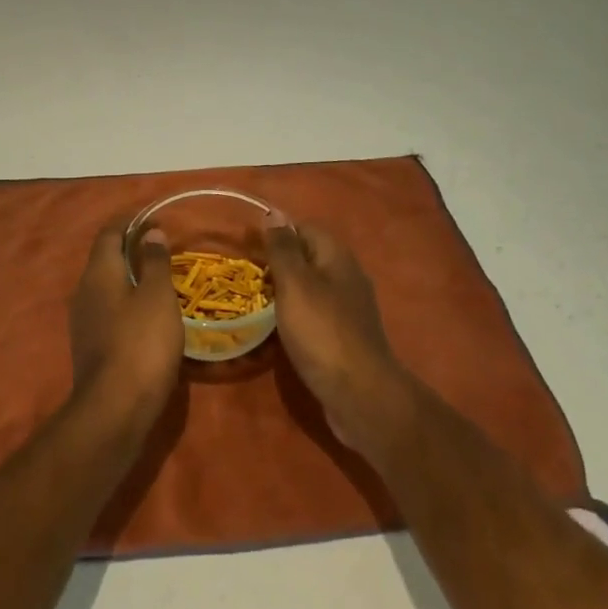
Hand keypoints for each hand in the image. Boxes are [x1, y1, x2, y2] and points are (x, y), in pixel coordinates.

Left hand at [68, 224, 184, 432]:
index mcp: (99, 272)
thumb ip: (154, 261)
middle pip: (105, 258)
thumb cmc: (141, 342)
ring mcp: (83, 320)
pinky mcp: (89, 346)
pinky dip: (126, 301)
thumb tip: (151, 232)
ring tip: (157, 277)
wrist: (115, 410)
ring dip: (128, 276)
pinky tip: (146, 313)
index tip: (152, 217)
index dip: (129, 221)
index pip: (109, 233)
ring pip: (106, 285)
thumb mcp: (157, 296)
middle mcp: (84, 290)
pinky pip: (108, 309)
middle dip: (129, 247)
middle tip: (160, 246)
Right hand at [265, 219, 416, 455]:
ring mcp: (348, 308)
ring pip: (310, 288)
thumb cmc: (322, 332)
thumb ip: (283, 248)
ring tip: (255, 303)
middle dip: (277, 263)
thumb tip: (273, 213)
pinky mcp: (345, 337)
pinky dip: (295, 317)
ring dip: (284, 292)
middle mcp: (346, 275)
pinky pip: (315, 315)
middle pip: (307, 257)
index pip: (303, 228)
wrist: (361, 395)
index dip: (275, 233)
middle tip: (246, 277)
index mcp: (336, 256)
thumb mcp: (295, 284)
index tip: (246, 247)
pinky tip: (277, 331)